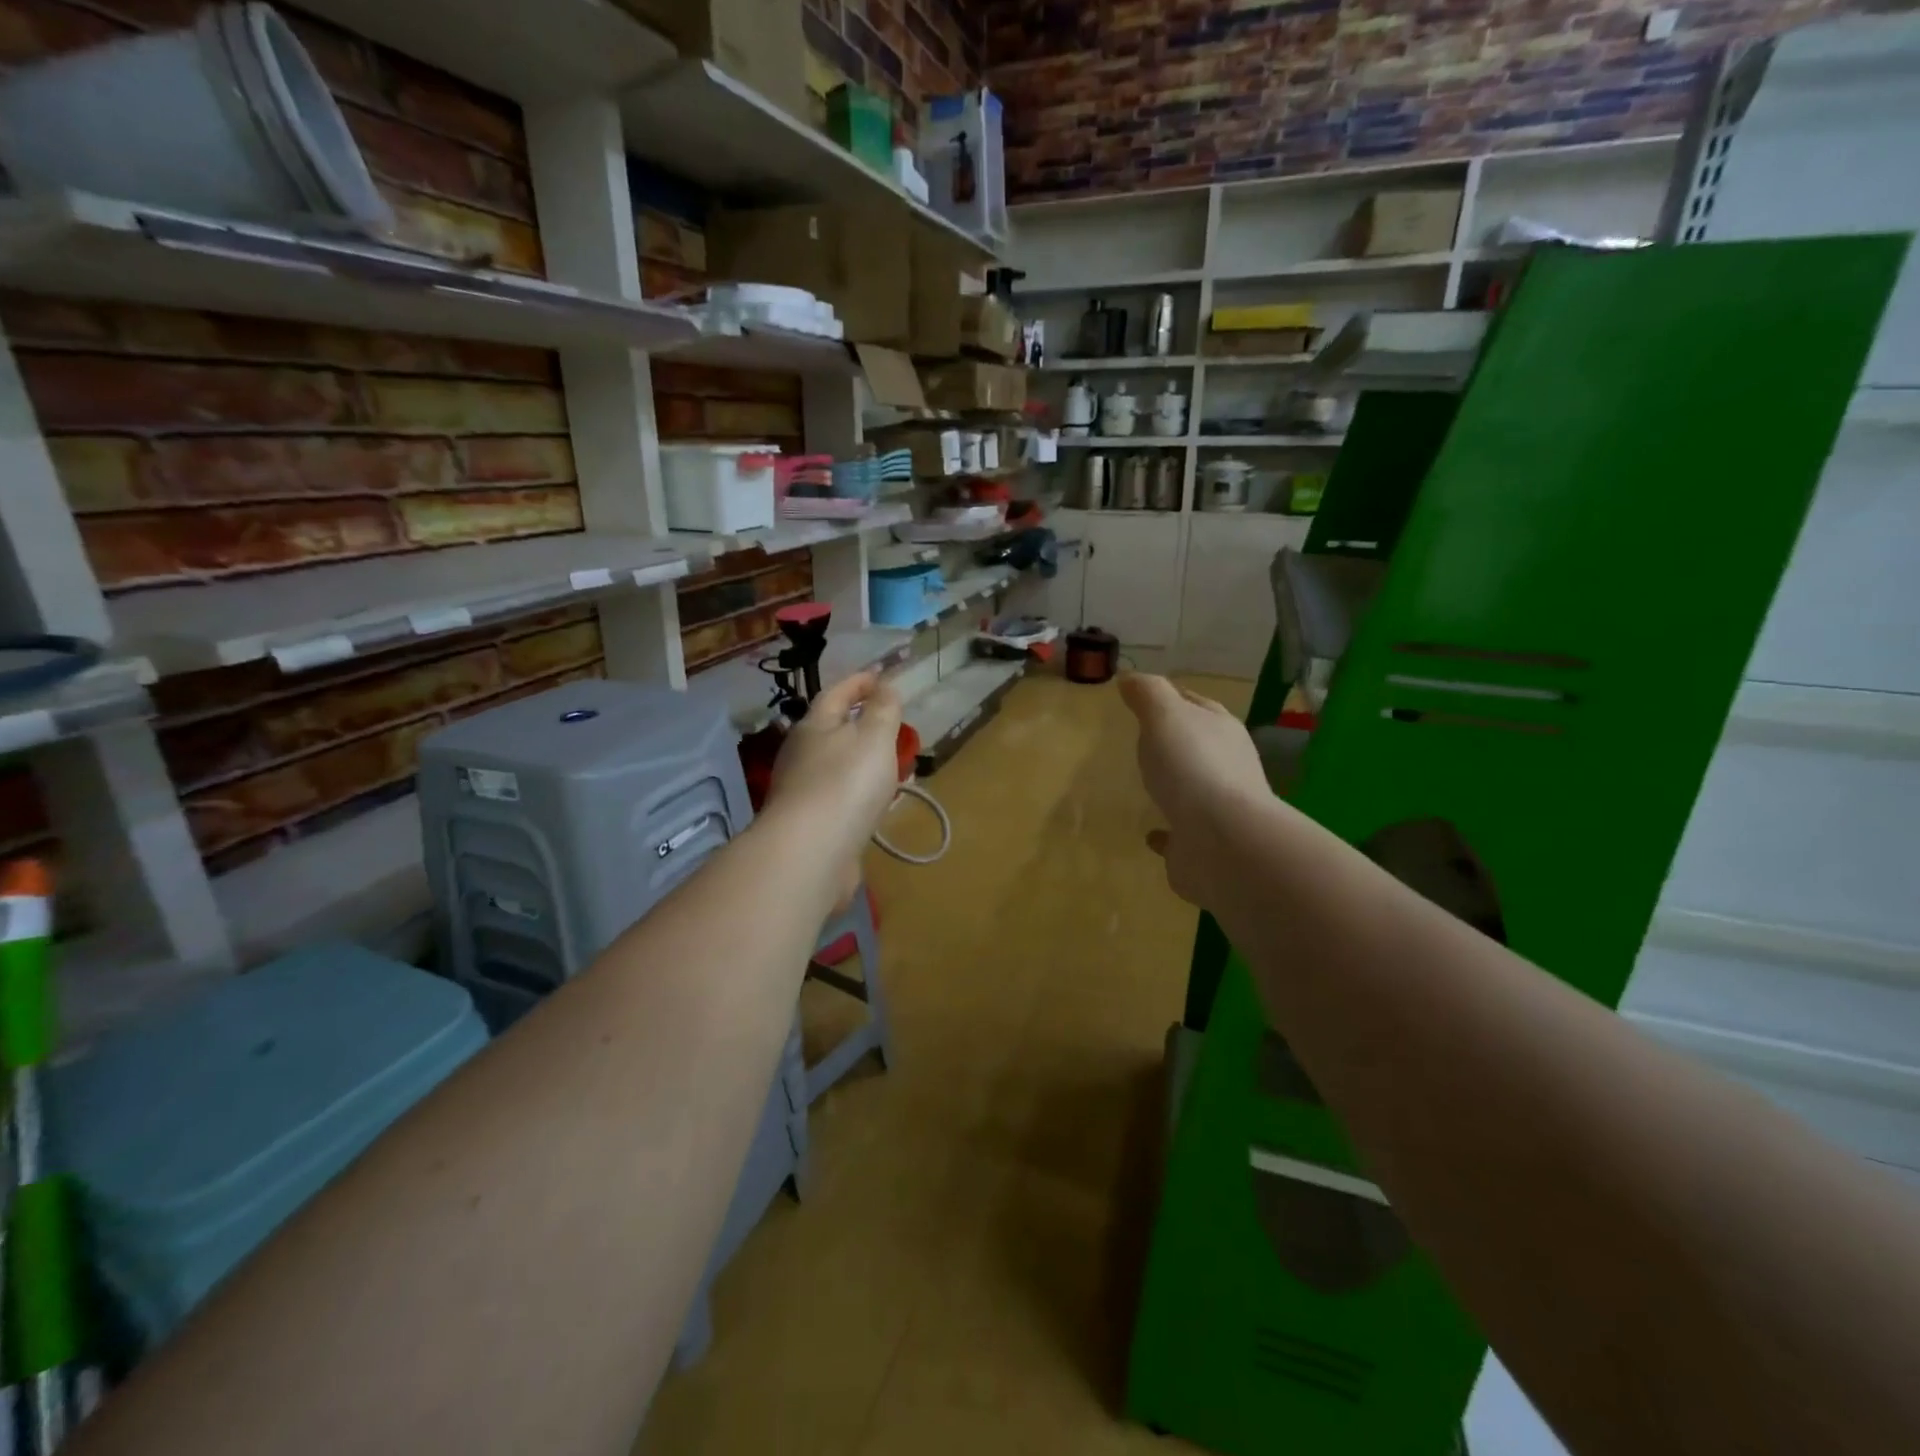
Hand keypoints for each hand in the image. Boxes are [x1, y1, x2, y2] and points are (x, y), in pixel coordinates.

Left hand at [766, 671, 903, 897]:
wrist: (810, 852)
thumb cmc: (846, 784)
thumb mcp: (874, 737)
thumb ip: (883, 709)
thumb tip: (885, 685)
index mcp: (814, 726)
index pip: (837, 693)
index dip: (861, 682)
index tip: (883, 676)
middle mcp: (801, 754)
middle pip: (831, 729)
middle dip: (859, 722)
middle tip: (890, 723)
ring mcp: (802, 790)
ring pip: (836, 765)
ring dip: (860, 760)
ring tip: (889, 765)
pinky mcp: (808, 823)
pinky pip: (839, 796)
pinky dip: (858, 792)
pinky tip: (874, 804)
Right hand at [1119, 673, 1266, 905]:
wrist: (1222, 841)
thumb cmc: (1193, 767)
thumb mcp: (1165, 716)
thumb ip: (1148, 694)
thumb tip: (1131, 677)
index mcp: (1220, 730)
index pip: (1197, 705)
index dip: (1173, 697)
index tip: (1146, 697)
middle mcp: (1226, 766)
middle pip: (1198, 745)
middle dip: (1176, 741)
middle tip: (1144, 740)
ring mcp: (1218, 808)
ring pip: (1193, 789)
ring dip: (1175, 786)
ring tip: (1148, 784)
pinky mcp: (1204, 845)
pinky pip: (1181, 834)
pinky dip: (1167, 832)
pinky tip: (1150, 835)